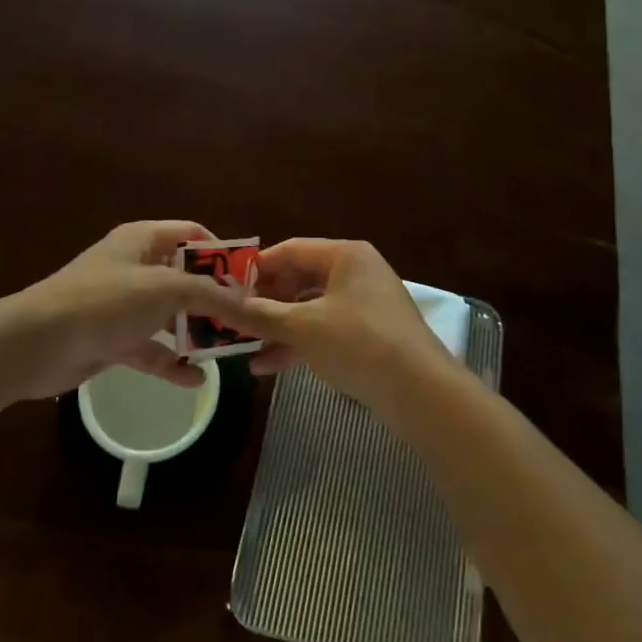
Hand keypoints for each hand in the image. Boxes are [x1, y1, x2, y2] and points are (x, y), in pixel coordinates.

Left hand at [2, 221, 249, 401]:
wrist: (38, 343)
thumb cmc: (106, 301)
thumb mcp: (166, 289)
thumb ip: (210, 295)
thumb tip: (248, 302)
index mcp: (144, 239)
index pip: (193, 234)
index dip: (222, 253)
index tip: (249, 279)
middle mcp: (135, 266)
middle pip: (185, 277)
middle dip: (214, 299)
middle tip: (246, 321)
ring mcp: (123, 305)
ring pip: (170, 315)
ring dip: (196, 332)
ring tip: (228, 351)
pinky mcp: (113, 340)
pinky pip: (151, 347)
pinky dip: (171, 361)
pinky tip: (196, 379)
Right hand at [228, 239, 450, 410]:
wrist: (420, 392)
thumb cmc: (359, 343)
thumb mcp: (303, 328)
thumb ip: (260, 315)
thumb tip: (221, 305)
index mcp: (345, 255)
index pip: (290, 250)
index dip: (256, 268)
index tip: (225, 289)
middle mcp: (356, 272)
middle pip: (299, 279)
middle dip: (265, 302)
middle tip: (231, 320)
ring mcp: (364, 304)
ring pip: (309, 308)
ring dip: (277, 327)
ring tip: (243, 348)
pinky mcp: (368, 335)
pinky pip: (324, 330)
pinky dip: (298, 343)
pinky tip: (267, 367)